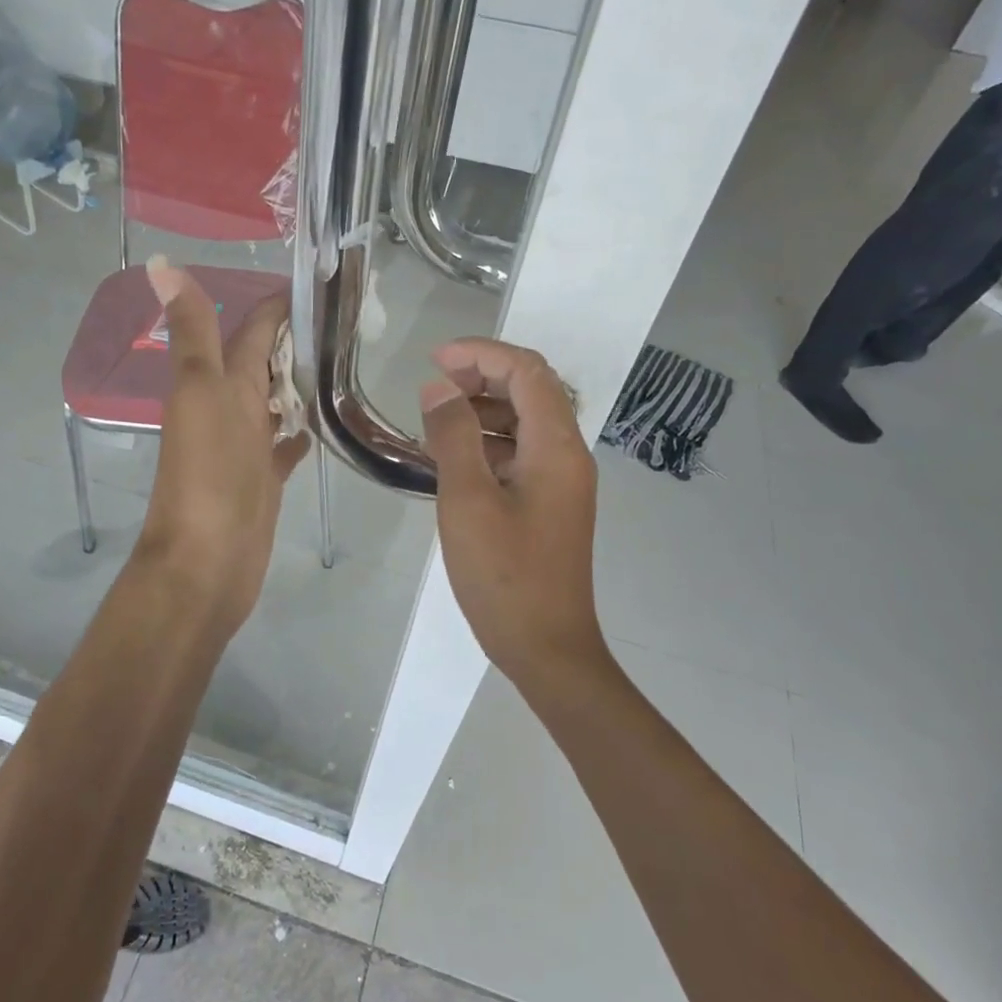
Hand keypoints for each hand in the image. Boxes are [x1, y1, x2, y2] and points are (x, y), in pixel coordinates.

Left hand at [138, 259, 309, 638]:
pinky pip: (284, 446)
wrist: (206, 561)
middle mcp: (231, 406)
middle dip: (297, 339)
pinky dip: (299, 432)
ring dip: (299, 382)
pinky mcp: (263, 479)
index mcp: (220, 381)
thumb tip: (162, 263)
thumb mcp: (202, 391)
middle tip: (350, 318)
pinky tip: (323, 424)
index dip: (280, 302)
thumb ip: (193, 331)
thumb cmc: (208, 473)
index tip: (326, 278)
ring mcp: (247, 445)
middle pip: (265, 362)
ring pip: (275, 401)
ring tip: (344, 362)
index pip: (253, 328)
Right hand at [420, 338, 608, 684]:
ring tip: (434, 424)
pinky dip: (487, 445)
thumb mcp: (468, 500)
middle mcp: (567, 455)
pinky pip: (520, 455)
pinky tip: (451, 460)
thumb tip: (440, 388)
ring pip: (524, 424)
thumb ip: (453, 436)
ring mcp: (561, 482)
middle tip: (433, 388)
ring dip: (482, 411)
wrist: (547, 647)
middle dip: (482, 377)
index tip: (435, 360)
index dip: (482, 354)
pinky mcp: (549, 506)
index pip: (527, 372)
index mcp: (556, 447)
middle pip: (531, 392)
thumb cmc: (505, 575)